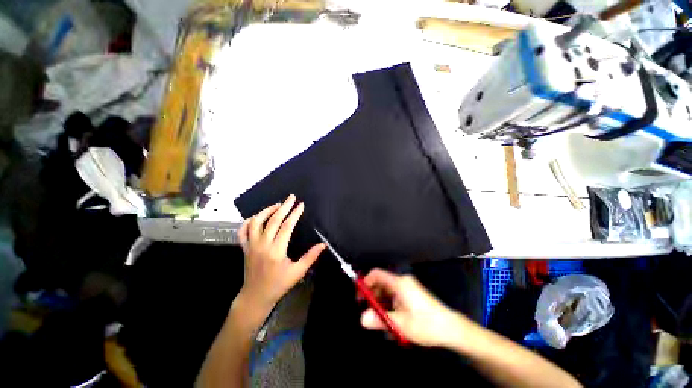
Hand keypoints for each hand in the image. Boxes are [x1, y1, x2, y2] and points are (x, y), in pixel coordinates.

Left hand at [237, 194, 325, 310]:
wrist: (256, 296)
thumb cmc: (279, 285)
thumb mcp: (298, 272)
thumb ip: (310, 256)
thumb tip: (323, 244)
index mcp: (277, 250)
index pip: (287, 226)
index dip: (295, 213)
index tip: (301, 205)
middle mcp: (263, 245)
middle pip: (273, 220)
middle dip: (284, 206)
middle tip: (291, 197)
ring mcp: (251, 246)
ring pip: (256, 222)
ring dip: (267, 211)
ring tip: (277, 205)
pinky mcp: (245, 248)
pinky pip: (242, 231)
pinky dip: (248, 222)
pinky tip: (257, 217)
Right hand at [360, 269, 470, 346]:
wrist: (451, 328)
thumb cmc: (425, 324)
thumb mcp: (400, 324)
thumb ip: (380, 320)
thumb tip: (362, 319)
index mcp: (399, 283)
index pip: (377, 274)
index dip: (366, 281)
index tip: (360, 295)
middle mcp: (402, 282)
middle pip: (381, 283)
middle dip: (372, 295)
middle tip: (367, 311)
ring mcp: (408, 288)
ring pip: (388, 291)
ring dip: (381, 303)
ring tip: (378, 320)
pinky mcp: (412, 295)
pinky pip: (395, 296)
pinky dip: (389, 305)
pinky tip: (390, 320)